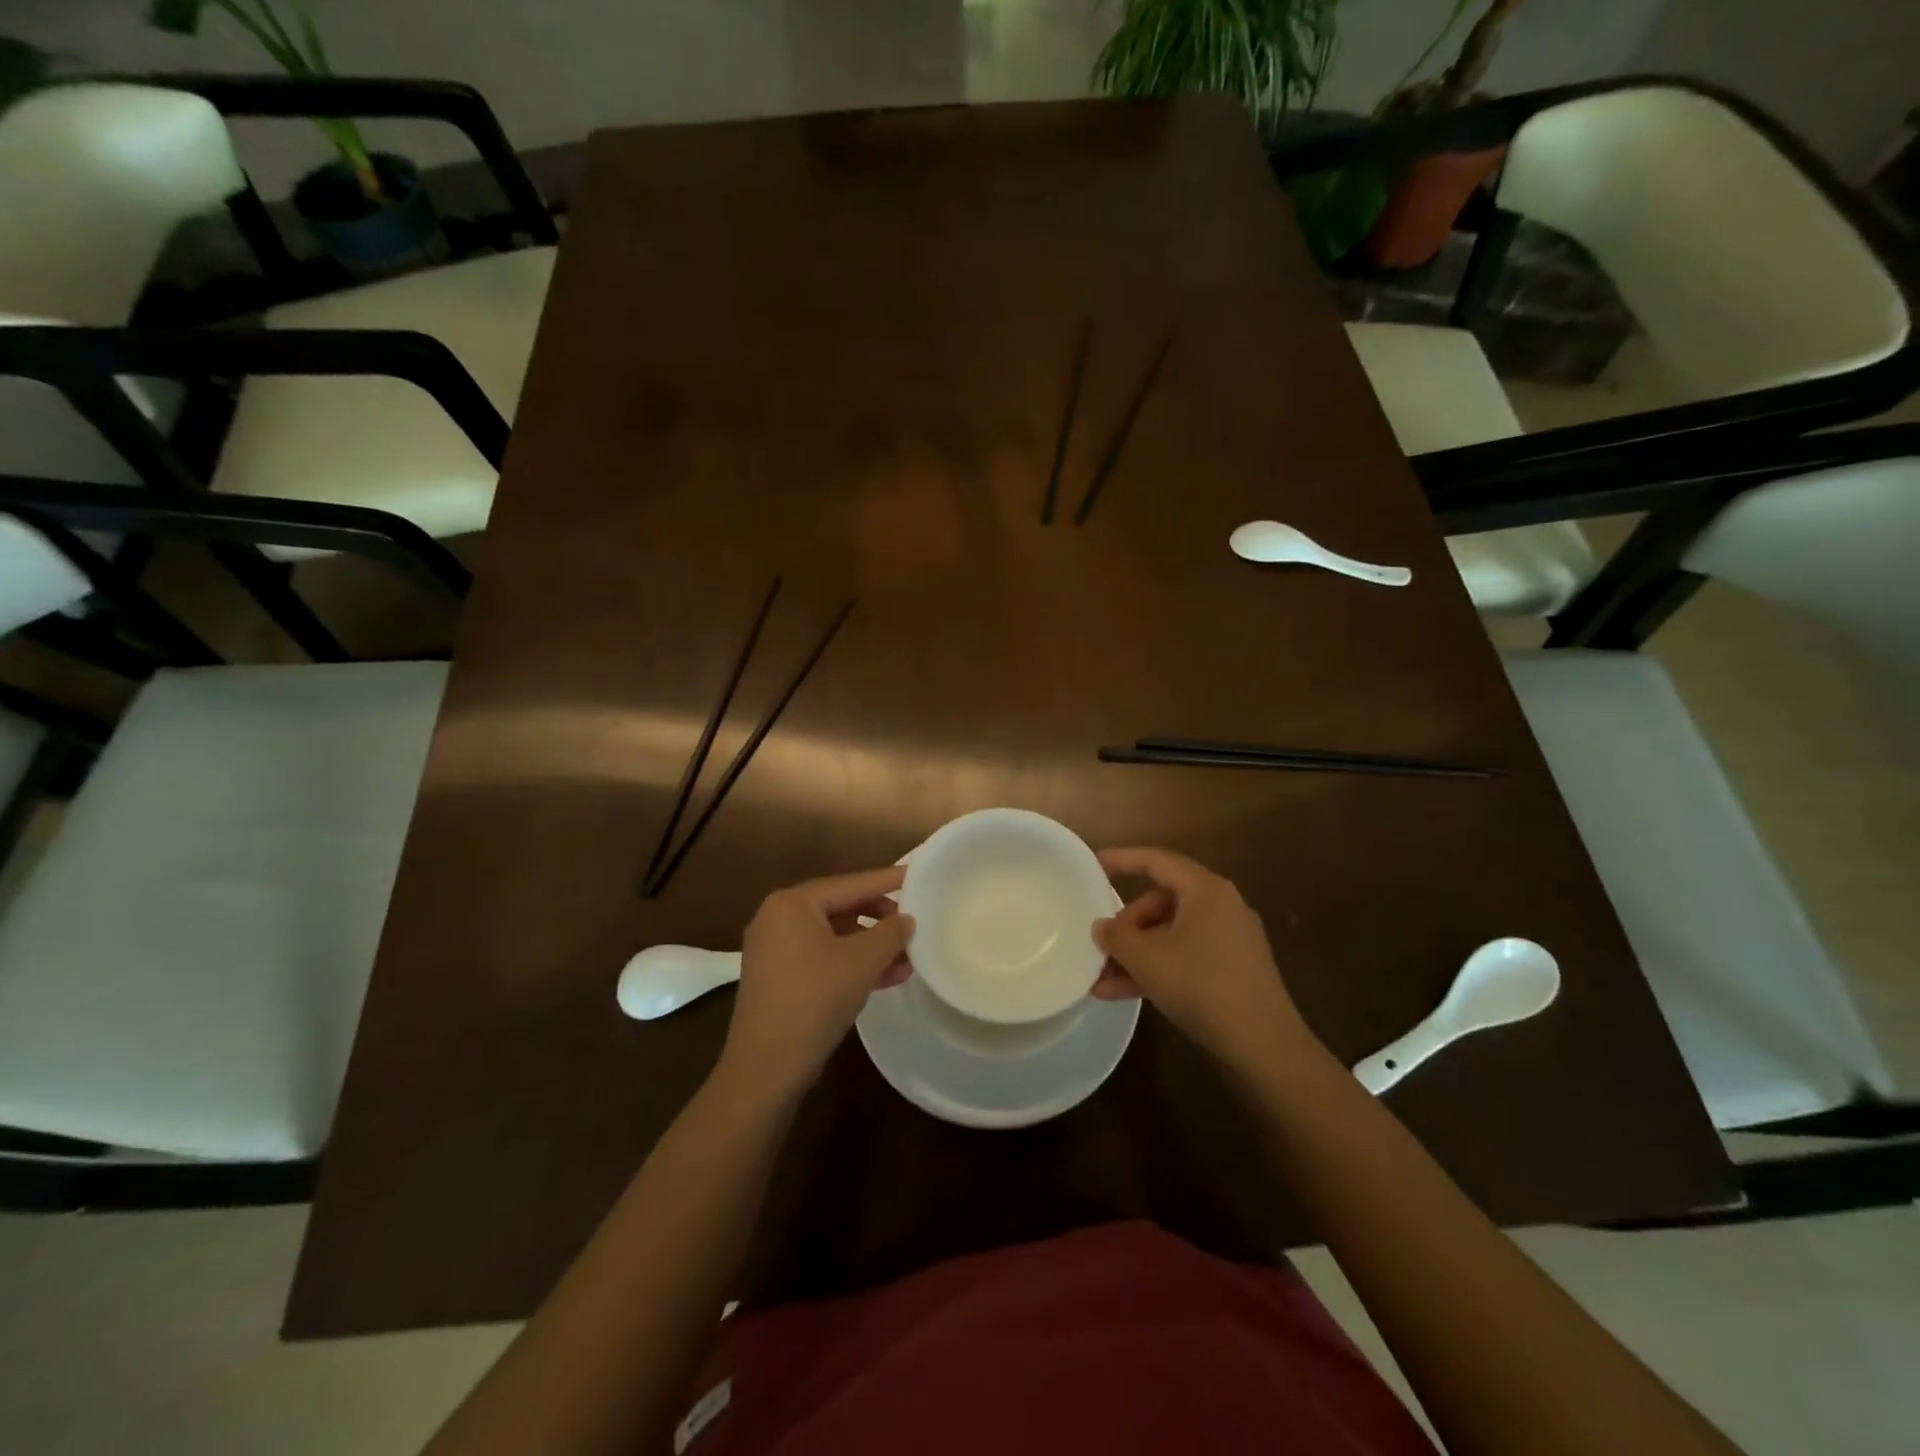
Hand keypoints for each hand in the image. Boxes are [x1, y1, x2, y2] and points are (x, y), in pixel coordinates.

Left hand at [719, 866, 913, 1095]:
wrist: (767, 1067)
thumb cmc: (815, 999)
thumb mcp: (862, 961)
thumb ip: (890, 933)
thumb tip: (907, 920)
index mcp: (792, 903)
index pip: (850, 883)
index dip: (887, 880)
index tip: (917, 875)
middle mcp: (778, 918)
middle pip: (841, 907)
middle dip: (880, 918)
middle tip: (912, 921)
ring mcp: (775, 950)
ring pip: (834, 936)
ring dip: (871, 946)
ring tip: (908, 956)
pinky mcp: (779, 978)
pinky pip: (823, 958)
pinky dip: (852, 963)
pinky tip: (888, 976)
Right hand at [1091, 847, 1316, 1073]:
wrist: (1263, 1046)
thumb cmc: (1200, 985)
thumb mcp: (1146, 958)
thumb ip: (1116, 936)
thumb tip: (1102, 927)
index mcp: (1206, 890)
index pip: (1156, 861)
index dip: (1121, 859)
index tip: (1092, 865)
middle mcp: (1222, 907)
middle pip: (1161, 901)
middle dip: (1127, 924)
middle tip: (1102, 944)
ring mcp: (1230, 941)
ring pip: (1171, 934)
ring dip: (1136, 954)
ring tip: (1101, 979)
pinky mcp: (1233, 971)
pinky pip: (1185, 957)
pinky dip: (1156, 969)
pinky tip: (1122, 994)